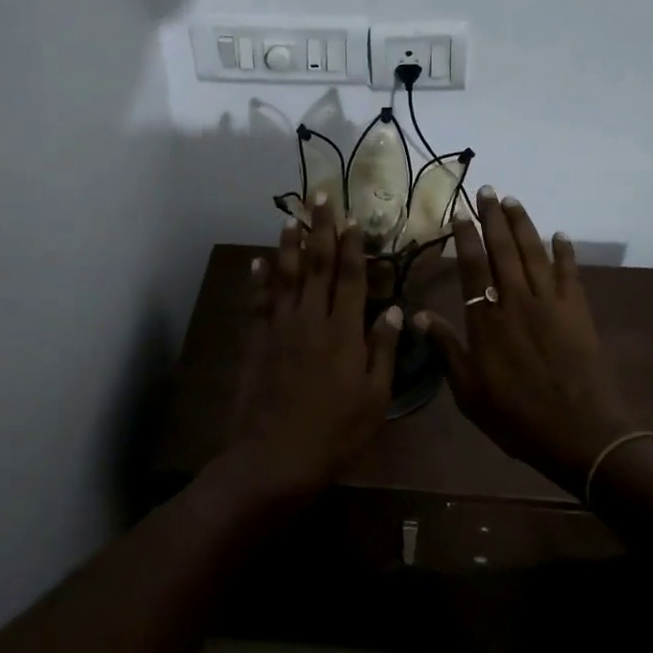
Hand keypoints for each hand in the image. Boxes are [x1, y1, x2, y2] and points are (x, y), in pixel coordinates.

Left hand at [222, 197, 403, 504]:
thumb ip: (382, 349)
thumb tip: (393, 308)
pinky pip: (259, 301)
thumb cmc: (336, 431)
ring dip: (289, 244)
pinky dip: (260, 279)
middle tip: (320, 197)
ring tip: (291, 217)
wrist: (276, 456)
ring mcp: (281, 327)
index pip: (350, 277)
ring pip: (286, 276)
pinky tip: (260, 260)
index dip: (352, 246)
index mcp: (344, 331)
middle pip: (316, 264)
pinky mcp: (258, 340)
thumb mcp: (374, 396)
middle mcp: (311, 319)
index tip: (353, 219)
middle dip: (320, 229)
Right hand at [415, 189, 639, 495]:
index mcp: (486, 319)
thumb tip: (418, 315)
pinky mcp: (577, 311)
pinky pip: (569, 272)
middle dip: (493, 217)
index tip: (460, 212)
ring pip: (534, 252)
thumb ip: (445, 348)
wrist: (578, 432)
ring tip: (512, 200)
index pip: (473, 266)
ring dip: (523, 224)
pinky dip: (564, 252)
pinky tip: (560, 235)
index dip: (466, 237)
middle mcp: (516, 300)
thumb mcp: (468, 390)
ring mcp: (550, 303)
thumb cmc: (515, 415)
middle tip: (487, 189)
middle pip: (503, 249)